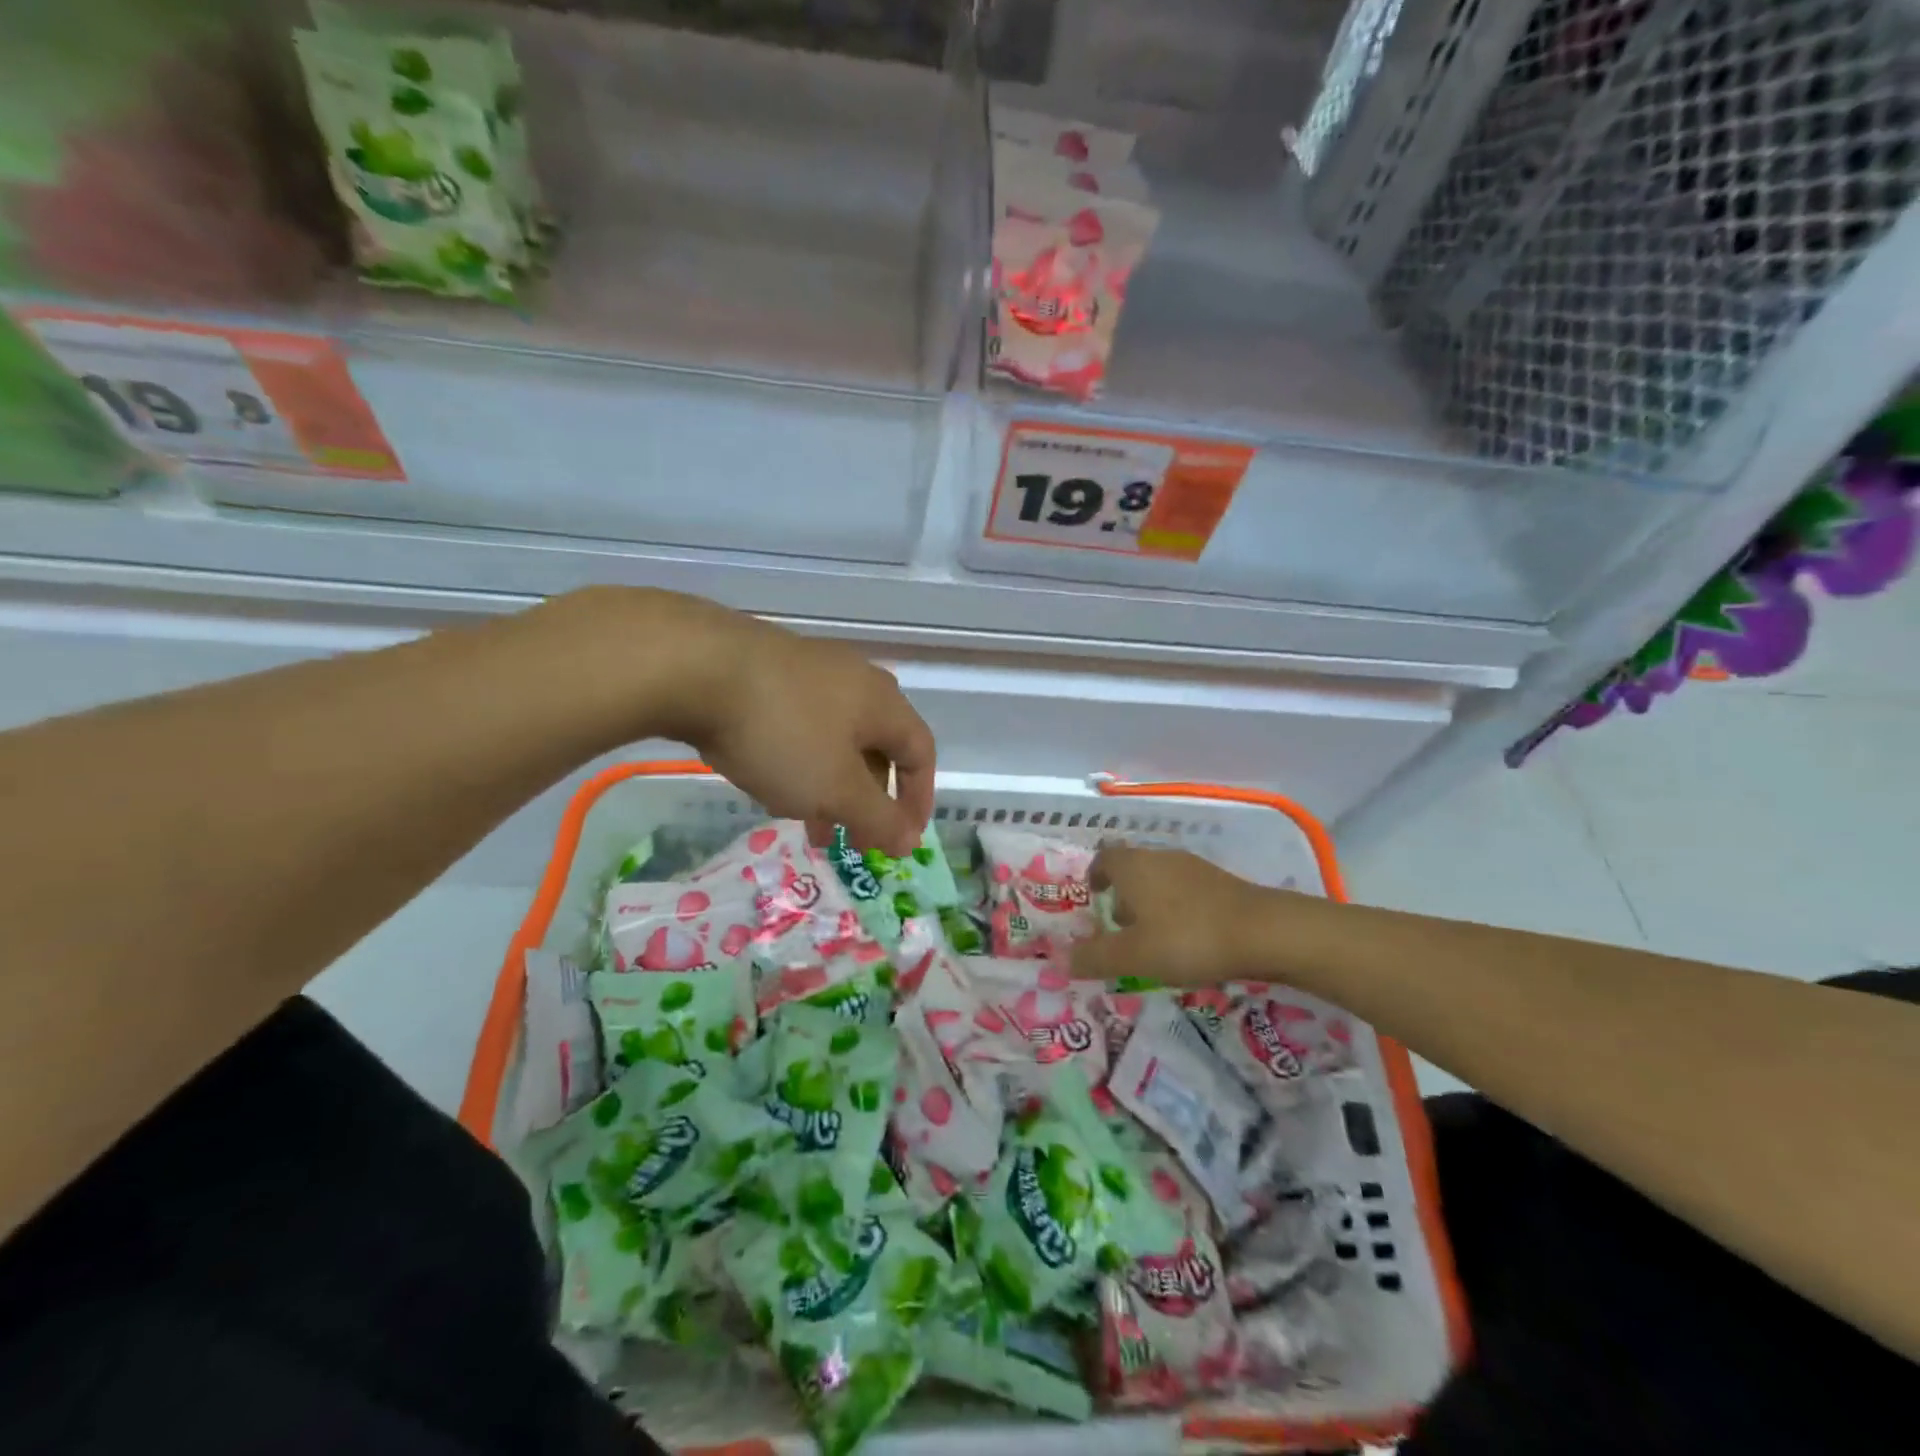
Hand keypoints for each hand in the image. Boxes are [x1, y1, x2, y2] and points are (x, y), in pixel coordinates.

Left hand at [637, 592, 935, 856]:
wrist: (696, 667)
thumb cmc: (782, 733)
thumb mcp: (836, 789)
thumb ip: (878, 819)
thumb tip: (911, 841)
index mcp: (883, 703)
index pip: (921, 753)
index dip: (917, 800)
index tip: (902, 840)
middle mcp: (855, 679)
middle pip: (877, 747)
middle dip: (867, 800)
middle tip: (849, 838)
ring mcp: (809, 668)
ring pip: (834, 738)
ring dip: (830, 784)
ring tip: (806, 822)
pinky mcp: (768, 668)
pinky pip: (800, 723)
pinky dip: (800, 759)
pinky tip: (769, 778)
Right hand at [1071, 844, 1278, 987]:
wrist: (1264, 931)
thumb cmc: (1188, 938)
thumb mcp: (1134, 956)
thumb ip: (1095, 957)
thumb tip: (1059, 959)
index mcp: (1134, 867)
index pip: (1104, 858)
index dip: (1094, 876)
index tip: (1093, 898)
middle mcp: (1160, 858)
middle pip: (1132, 869)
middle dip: (1123, 896)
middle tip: (1121, 929)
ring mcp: (1193, 867)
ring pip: (1160, 880)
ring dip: (1150, 904)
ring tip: (1154, 940)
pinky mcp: (1221, 882)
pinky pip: (1185, 891)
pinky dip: (1177, 909)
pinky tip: (1188, 940)